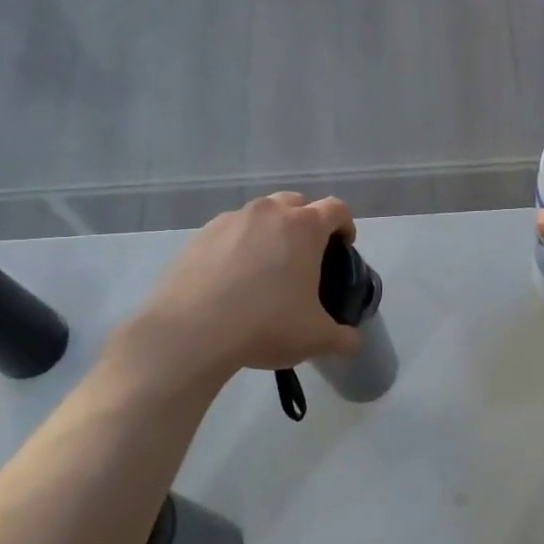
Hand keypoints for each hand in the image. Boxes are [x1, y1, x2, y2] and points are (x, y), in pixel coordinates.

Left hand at [118, 193, 361, 381]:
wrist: (191, 332)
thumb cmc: (266, 325)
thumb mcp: (316, 338)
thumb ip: (343, 337)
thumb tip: (352, 341)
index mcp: (304, 227)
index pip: (336, 209)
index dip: (345, 226)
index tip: (343, 248)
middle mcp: (268, 212)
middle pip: (296, 203)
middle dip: (306, 223)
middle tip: (305, 257)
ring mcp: (230, 220)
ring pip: (259, 215)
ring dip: (269, 232)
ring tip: (266, 269)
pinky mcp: (198, 236)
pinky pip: (228, 233)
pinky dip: (237, 247)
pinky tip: (232, 280)